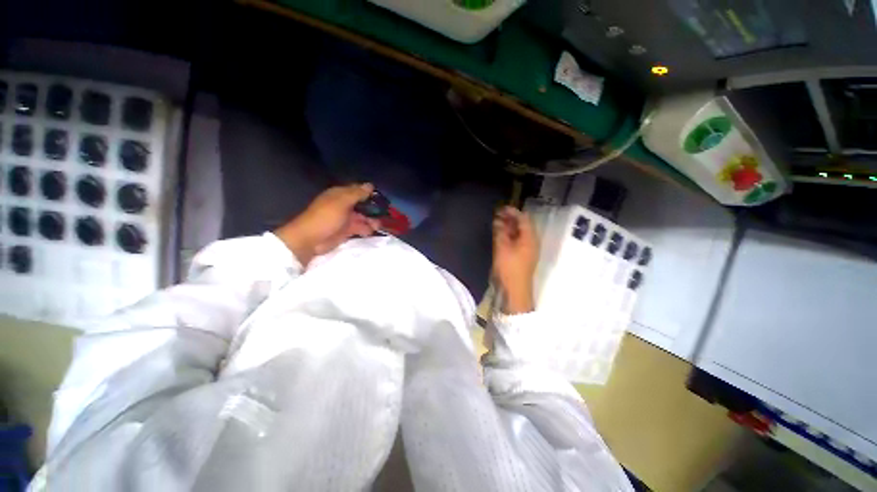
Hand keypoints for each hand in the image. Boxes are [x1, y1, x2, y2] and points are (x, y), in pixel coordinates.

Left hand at [275, 184, 379, 265]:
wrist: (310, 240)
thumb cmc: (326, 217)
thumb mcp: (342, 202)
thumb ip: (357, 194)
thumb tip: (370, 185)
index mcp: (340, 195)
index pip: (357, 190)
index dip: (369, 192)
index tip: (382, 197)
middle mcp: (343, 205)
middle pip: (362, 205)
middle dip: (372, 209)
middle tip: (384, 214)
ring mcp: (345, 219)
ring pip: (362, 217)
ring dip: (371, 220)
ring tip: (378, 226)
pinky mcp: (346, 231)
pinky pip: (360, 228)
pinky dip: (366, 229)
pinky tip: (372, 232)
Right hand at [492, 206, 538, 313]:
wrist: (515, 291)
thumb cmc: (509, 268)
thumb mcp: (502, 248)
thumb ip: (500, 232)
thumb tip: (498, 221)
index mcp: (530, 238)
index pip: (523, 218)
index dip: (512, 212)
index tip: (501, 208)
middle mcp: (532, 241)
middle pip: (523, 225)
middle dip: (510, 219)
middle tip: (497, 215)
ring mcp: (529, 250)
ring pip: (520, 233)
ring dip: (509, 227)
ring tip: (497, 224)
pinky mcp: (524, 256)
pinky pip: (518, 241)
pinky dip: (510, 236)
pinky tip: (501, 236)